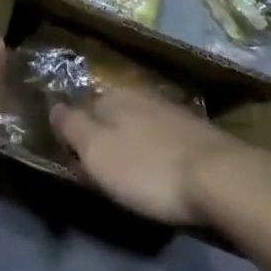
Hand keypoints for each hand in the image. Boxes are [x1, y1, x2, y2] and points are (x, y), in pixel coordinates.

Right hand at [51, 88, 270, 226]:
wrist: (218, 177)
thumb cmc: (148, 168)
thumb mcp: (99, 153)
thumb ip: (72, 128)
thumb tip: (52, 105)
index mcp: (111, 96)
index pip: (81, 107)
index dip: (74, 131)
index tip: (72, 156)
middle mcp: (137, 94)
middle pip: (109, 112)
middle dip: (102, 133)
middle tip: (99, 169)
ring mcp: (167, 109)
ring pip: (136, 122)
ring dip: (129, 141)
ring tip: (128, 170)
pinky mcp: (191, 129)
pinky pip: (159, 135)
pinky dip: (153, 148)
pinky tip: (158, 166)